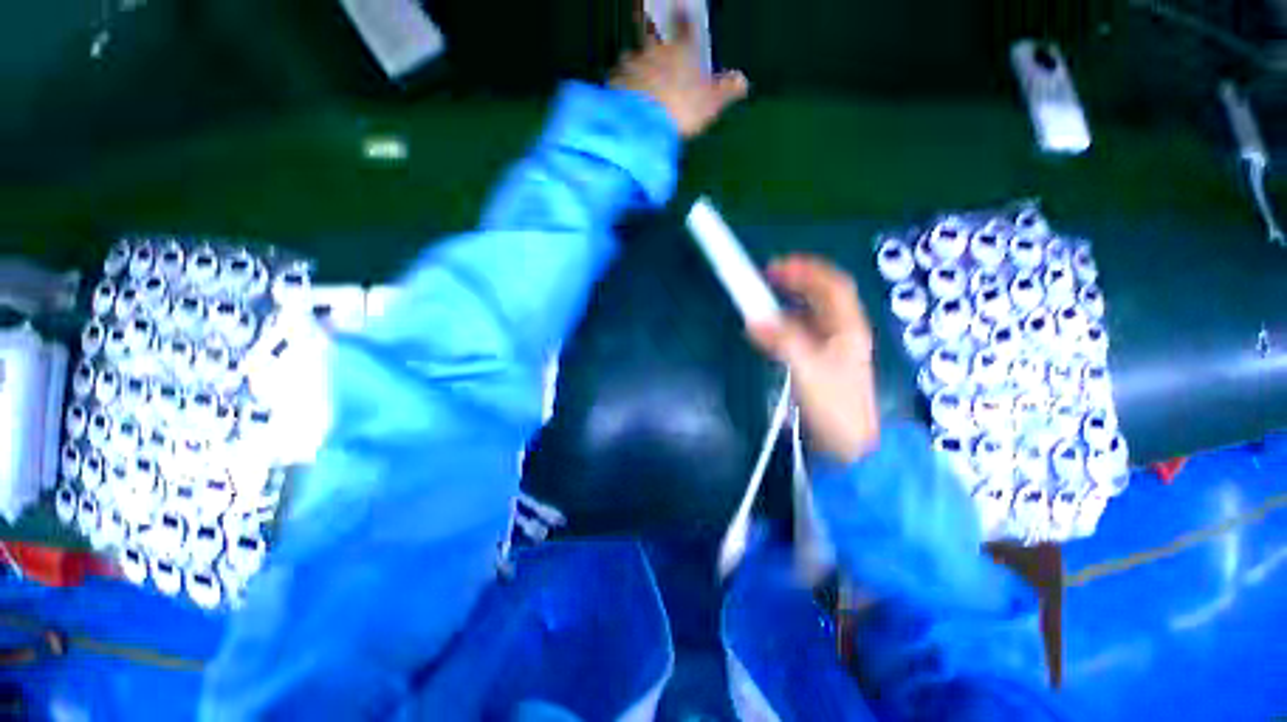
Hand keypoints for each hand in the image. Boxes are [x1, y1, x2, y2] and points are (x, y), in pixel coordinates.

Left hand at [610, 9, 748, 138]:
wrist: (644, 124)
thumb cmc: (682, 110)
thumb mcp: (711, 103)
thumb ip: (726, 90)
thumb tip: (743, 80)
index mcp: (681, 51)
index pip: (685, 27)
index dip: (683, 19)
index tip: (680, 6)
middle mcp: (655, 51)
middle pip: (651, 38)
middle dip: (652, 42)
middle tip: (654, 57)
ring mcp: (632, 64)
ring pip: (632, 59)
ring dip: (635, 69)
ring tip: (638, 86)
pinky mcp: (615, 82)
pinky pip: (618, 80)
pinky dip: (621, 86)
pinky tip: (624, 100)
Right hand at [747, 255, 879, 462]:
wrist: (849, 446)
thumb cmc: (835, 406)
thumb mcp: (809, 370)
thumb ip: (782, 342)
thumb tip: (753, 321)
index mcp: (848, 327)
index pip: (832, 285)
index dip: (806, 270)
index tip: (776, 266)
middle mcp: (843, 332)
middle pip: (821, 296)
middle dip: (796, 282)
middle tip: (768, 277)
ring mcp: (832, 348)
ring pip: (810, 315)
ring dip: (787, 304)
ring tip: (762, 302)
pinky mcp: (819, 363)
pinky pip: (800, 334)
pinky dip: (783, 327)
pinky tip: (767, 332)